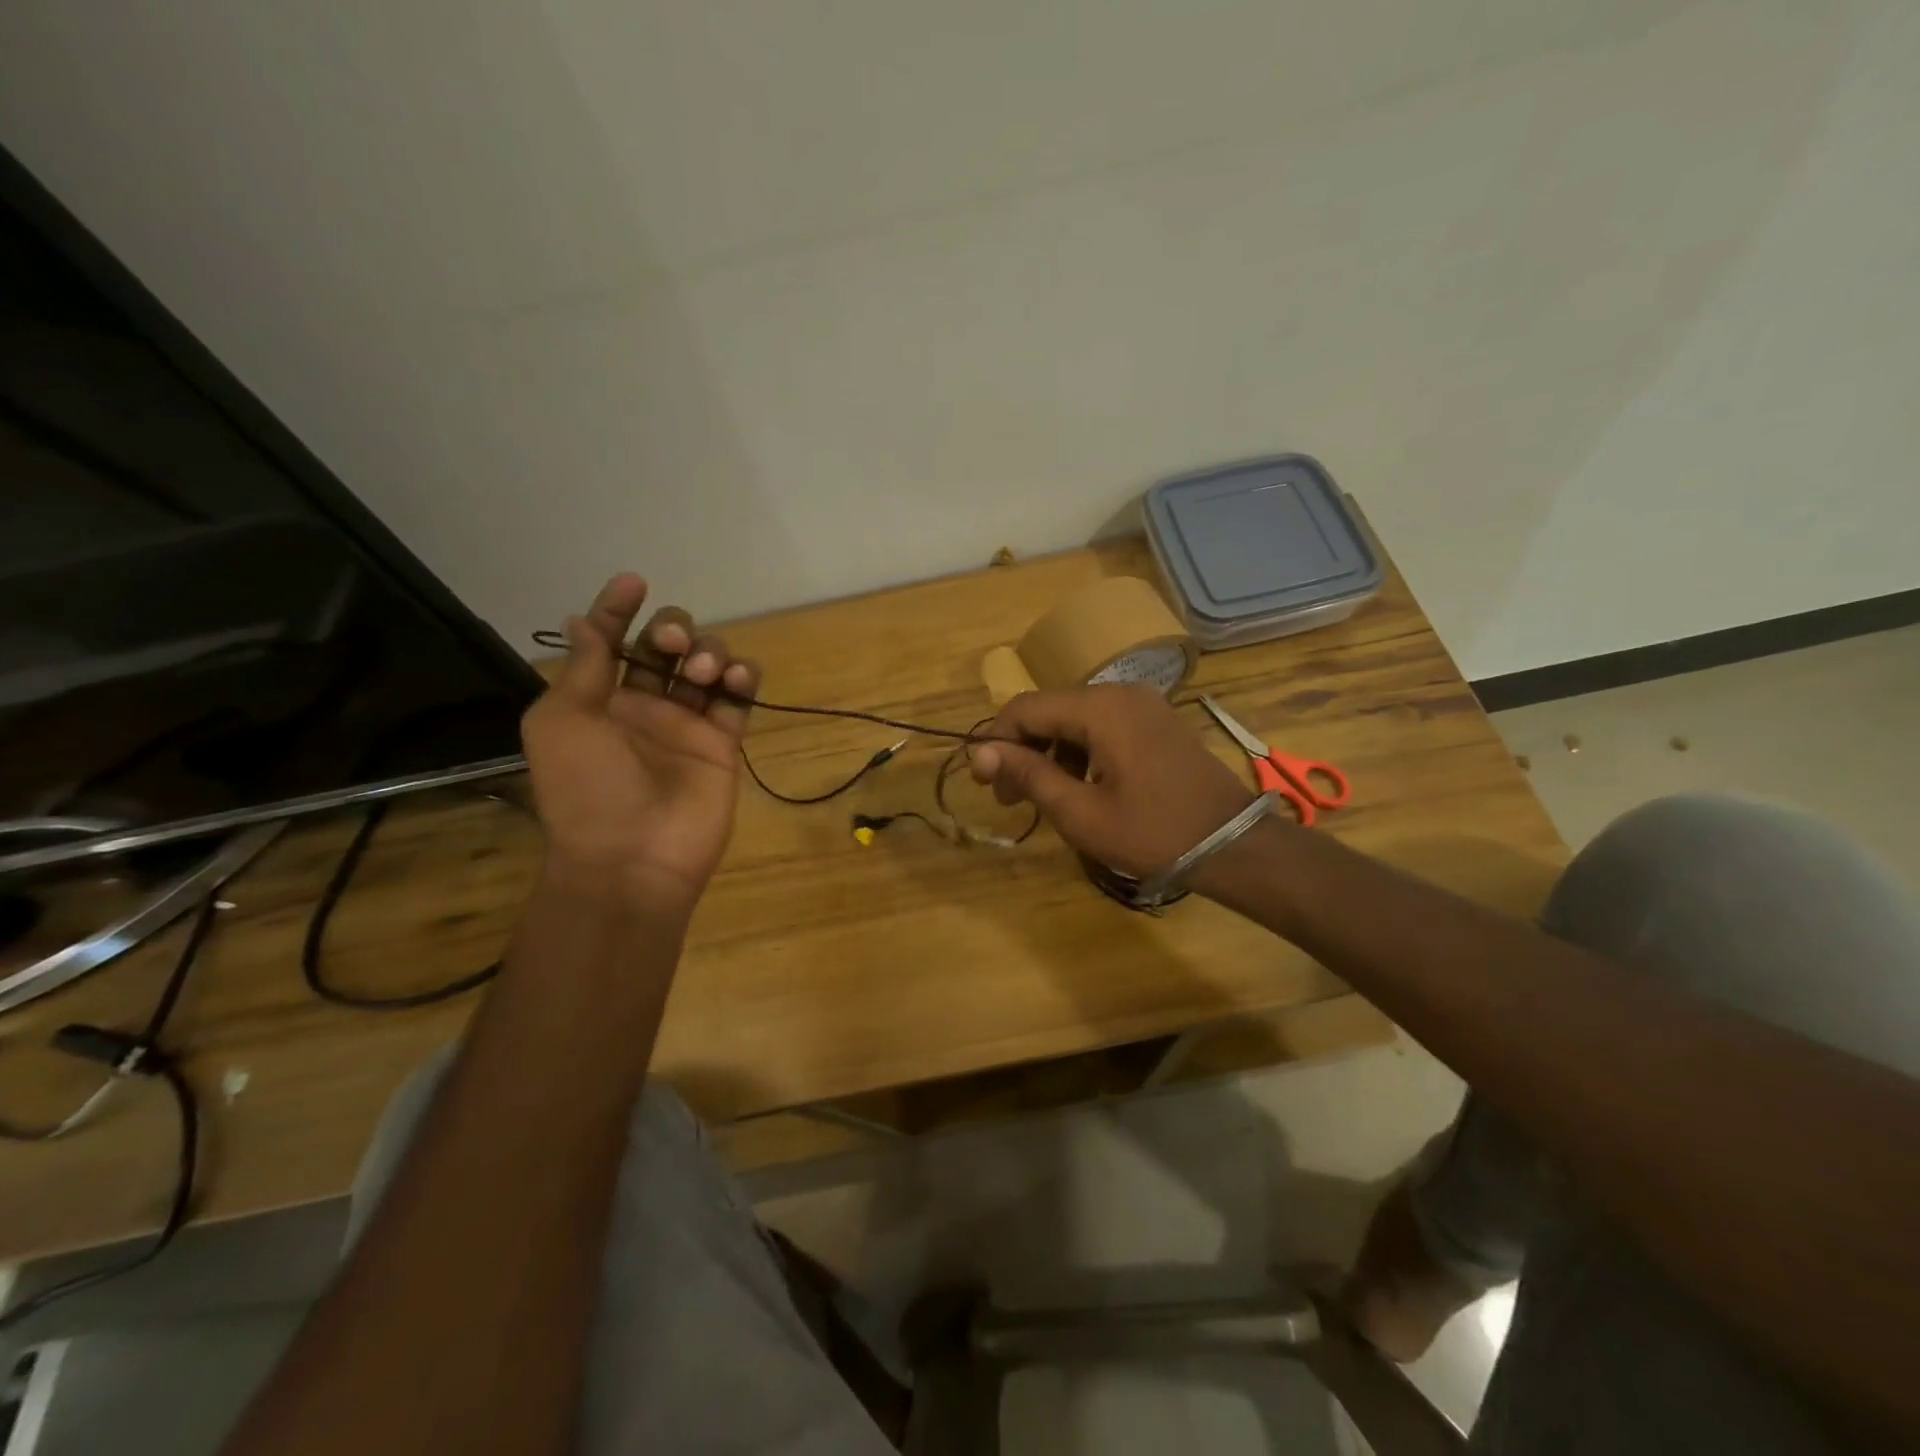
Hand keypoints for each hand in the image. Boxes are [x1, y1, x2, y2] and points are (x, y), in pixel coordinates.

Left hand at [520, 574, 758, 914]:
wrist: (633, 857)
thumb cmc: (587, 788)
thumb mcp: (561, 722)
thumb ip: (583, 669)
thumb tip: (583, 621)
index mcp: (599, 700)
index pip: (612, 642)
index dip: (618, 609)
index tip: (633, 582)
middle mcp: (644, 706)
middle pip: (667, 647)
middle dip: (672, 630)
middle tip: (671, 645)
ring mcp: (687, 724)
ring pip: (707, 665)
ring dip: (708, 653)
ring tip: (703, 675)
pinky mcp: (724, 743)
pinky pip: (740, 698)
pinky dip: (743, 679)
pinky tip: (736, 680)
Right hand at [967, 685, 1255, 877]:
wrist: (1235, 846)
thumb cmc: (1153, 832)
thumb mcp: (1080, 812)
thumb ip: (1028, 776)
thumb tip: (980, 752)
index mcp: (1100, 708)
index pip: (1025, 708)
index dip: (997, 742)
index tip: (987, 784)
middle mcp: (1120, 693)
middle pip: (1050, 709)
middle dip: (1023, 749)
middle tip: (1011, 799)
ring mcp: (1143, 704)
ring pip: (1075, 718)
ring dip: (1050, 752)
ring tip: (1044, 798)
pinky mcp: (1156, 721)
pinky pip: (1103, 725)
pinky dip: (1080, 751)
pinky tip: (1082, 786)